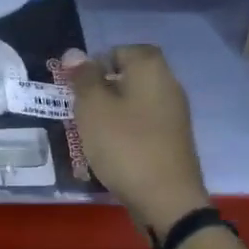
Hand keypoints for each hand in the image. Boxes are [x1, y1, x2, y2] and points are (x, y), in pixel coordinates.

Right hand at [62, 44, 209, 235]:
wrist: (165, 199)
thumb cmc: (124, 145)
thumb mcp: (93, 108)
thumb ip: (83, 78)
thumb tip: (74, 53)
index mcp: (151, 70)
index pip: (125, 50)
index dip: (99, 62)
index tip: (78, 85)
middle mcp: (169, 86)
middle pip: (131, 76)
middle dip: (102, 88)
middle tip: (79, 108)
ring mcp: (174, 115)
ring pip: (136, 101)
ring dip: (111, 111)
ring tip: (89, 131)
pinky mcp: (172, 141)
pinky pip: (143, 124)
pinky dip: (124, 130)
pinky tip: (110, 150)